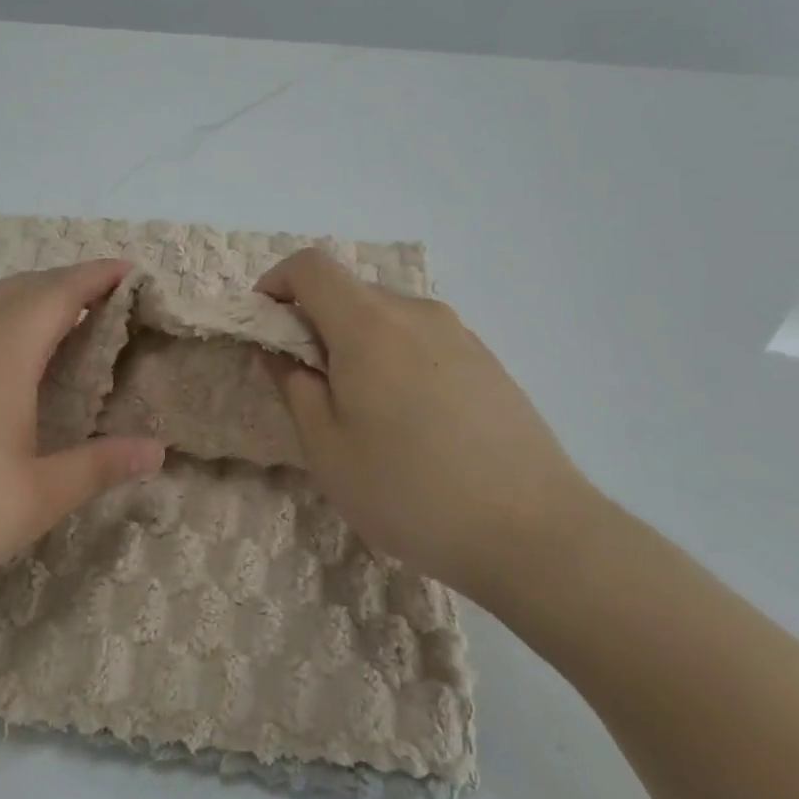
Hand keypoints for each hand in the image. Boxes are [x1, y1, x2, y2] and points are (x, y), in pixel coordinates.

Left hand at [0, 260, 164, 624]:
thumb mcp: (34, 499)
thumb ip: (99, 466)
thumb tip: (158, 452)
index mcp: (1, 350)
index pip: (60, 291)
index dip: (99, 275)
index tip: (131, 270)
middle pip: (24, 286)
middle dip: (69, 282)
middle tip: (107, 300)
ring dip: (31, 298)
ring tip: (63, 324)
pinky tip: (0, 360)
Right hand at [257, 249, 594, 599]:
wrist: (534, 531)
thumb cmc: (410, 491)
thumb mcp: (327, 448)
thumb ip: (294, 386)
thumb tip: (281, 350)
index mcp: (369, 324)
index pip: (310, 266)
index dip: (275, 284)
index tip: (264, 328)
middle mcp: (415, 312)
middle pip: (348, 291)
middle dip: (313, 322)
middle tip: (309, 384)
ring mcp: (458, 332)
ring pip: (386, 316)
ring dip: (355, 342)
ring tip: (362, 410)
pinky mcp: (486, 359)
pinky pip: (421, 338)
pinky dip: (394, 356)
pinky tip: (411, 420)